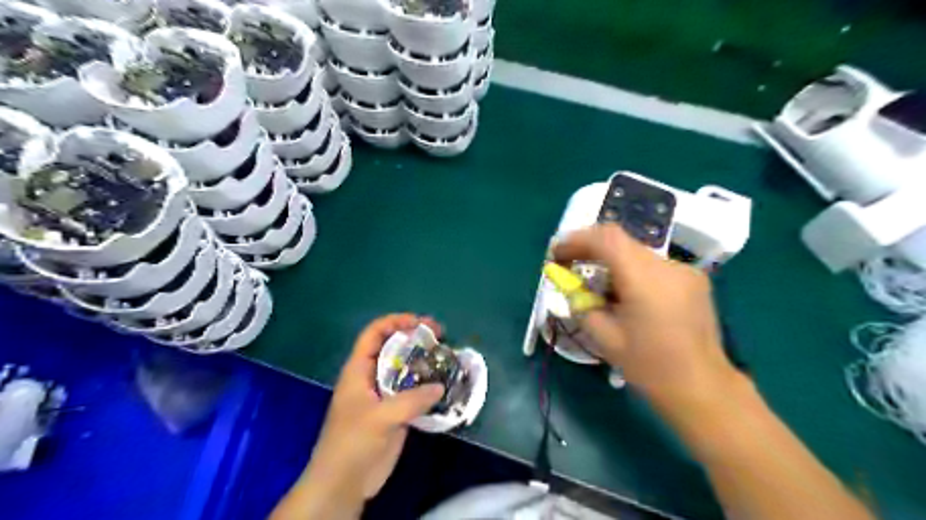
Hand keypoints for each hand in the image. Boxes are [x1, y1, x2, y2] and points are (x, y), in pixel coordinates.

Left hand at [304, 312, 443, 499]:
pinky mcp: (395, 411)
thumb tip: (441, 387)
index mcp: (358, 369)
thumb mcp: (380, 418)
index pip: (374, 334)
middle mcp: (371, 376)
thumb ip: (412, 400)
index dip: (395, 322)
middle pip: (393, 347)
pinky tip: (444, 383)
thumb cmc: (353, 443)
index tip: (419, 323)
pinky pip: (413, 390)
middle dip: (415, 337)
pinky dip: (427, 384)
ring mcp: (384, 394)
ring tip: (446, 356)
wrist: (344, 482)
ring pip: (405, 368)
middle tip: (440, 335)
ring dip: (424, 360)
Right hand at [551, 225, 742, 406]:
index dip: (577, 239)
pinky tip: (626, 295)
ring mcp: (684, 271)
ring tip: (597, 287)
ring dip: (611, 262)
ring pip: (636, 253)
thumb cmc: (649, 367)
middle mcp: (667, 266)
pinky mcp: (693, 280)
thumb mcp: (605, 338)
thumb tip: (569, 286)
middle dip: (590, 249)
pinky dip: (631, 271)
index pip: (607, 238)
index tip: (557, 253)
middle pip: (621, 242)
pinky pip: (653, 265)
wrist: (702, 387)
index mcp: (645, 280)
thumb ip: (581, 304)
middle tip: (569, 265)